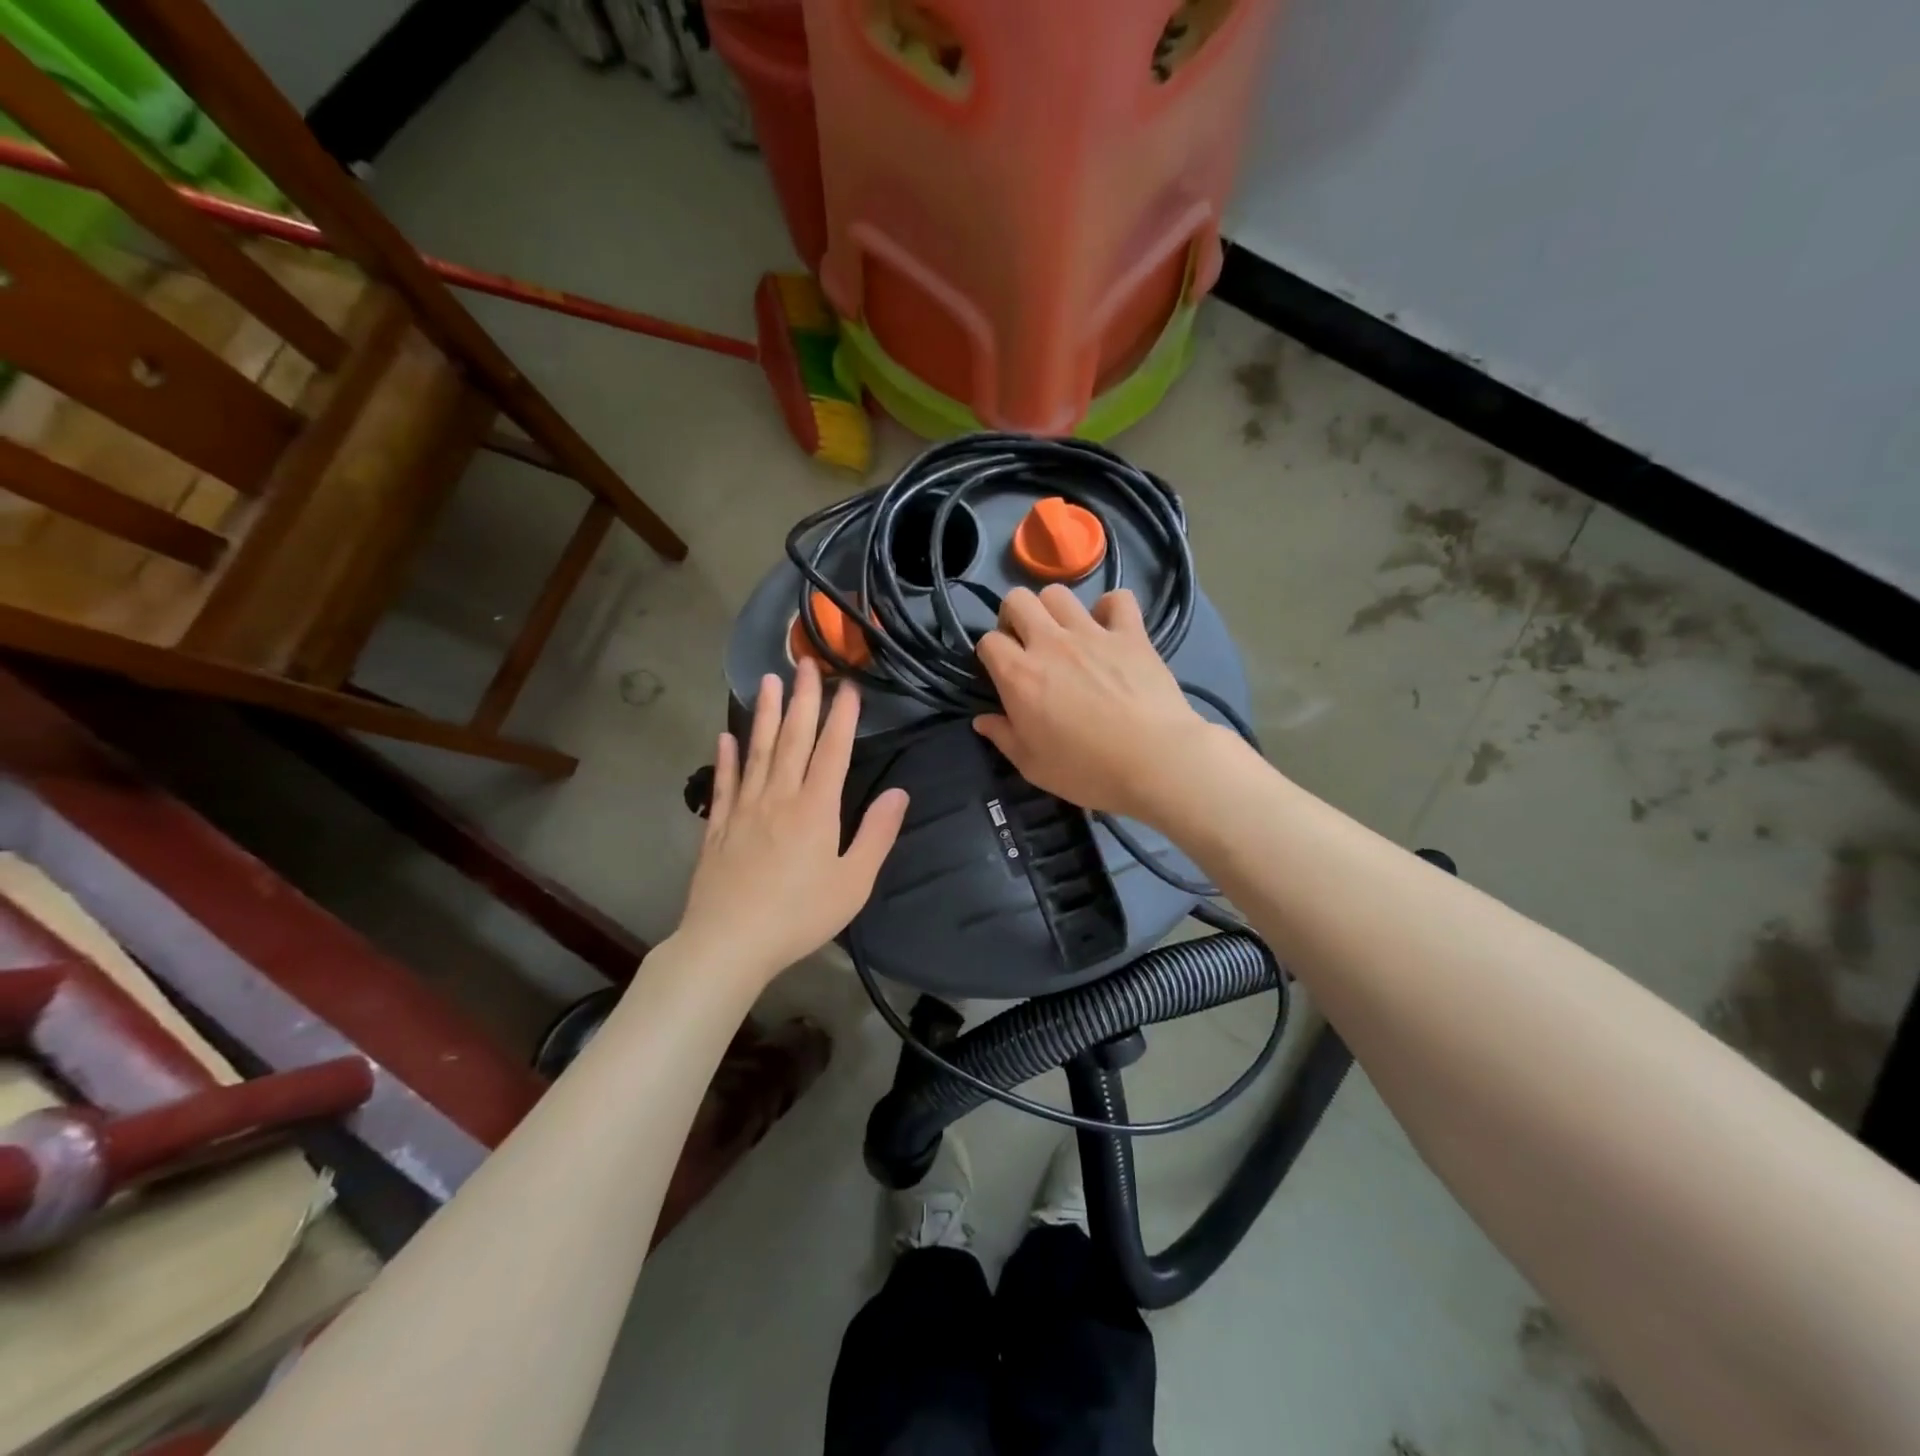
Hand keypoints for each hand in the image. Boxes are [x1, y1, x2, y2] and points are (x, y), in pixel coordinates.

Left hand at [678, 659, 908, 985]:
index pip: (833, 751)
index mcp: (816, 809)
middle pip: (793, 739)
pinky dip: (726, 758)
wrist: (730, 943)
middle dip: (802, 699)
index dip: (842, 716)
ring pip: (757, 751)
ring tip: (767, 681)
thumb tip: (901, 793)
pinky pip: (723, 784)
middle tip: (805, 662)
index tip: (848, 686)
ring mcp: (744, 809)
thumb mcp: (853, 882)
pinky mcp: (717, 827)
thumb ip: (877, 834)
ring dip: (764, 715)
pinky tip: (725, 737)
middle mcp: (779, 797)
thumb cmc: (800, 915)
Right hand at [973, 586, 1218, 822]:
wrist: (1154, 762)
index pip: (988, 641)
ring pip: (1059, 593)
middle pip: (1018, 600)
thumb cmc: (1087, 771)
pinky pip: (1118, 599)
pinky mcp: (1131, 633)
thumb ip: (1003, 737)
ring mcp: (1092, 633)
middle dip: (1014, 617)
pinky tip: (1111, 629)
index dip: (990, 654)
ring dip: (1054, 610)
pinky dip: (1111, 608)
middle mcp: (1050, 643)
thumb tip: (981, 720)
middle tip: (1027, 645)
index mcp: (1020, 676)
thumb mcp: (1033, 765)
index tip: (1001, 673)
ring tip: (1065, 635)